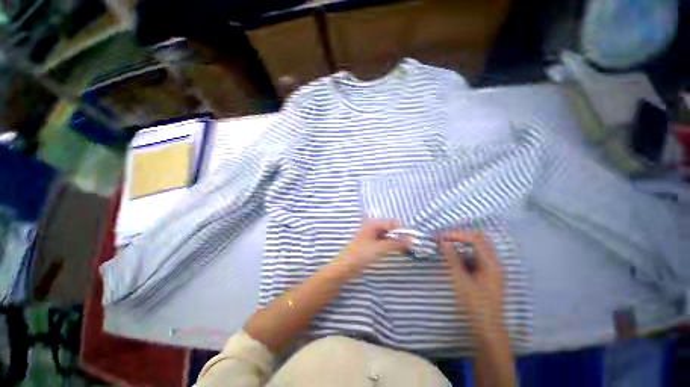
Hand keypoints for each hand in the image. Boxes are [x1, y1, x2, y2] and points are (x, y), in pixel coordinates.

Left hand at [333, 216, 410, 276]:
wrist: (345, 267)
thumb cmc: (360, 255)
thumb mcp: (380, 248)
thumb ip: (396, 243)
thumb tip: (412, 240)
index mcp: (373, 224)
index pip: (393, 223)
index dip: (403, 230)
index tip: (412, 241)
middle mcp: (372, 227)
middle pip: (391, 229)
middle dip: (400, 236)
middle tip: (410, 246)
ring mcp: (371, 236)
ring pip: (388, 236)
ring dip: (396, 241)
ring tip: (404, 250)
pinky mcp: (371, 245)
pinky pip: (384, 242)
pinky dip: (390, 246)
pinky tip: (396, 251)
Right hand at [439, 231, 504, 329]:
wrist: (488, 329)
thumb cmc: (476, 306)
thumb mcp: (461, 281)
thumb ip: (452, 259)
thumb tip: (442, 241)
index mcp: (491, 264)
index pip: (475, 239)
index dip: (457, 235)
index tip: (440, 237)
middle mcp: (494, 263)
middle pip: (478, 240)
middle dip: (459, 237)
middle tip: (442, 240)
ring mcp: (491, 269)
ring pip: (476, 248)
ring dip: (460, 245)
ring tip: (445, 247)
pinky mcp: (487, 274)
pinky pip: (475, 257)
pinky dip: (463, 255)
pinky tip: (453, 259)